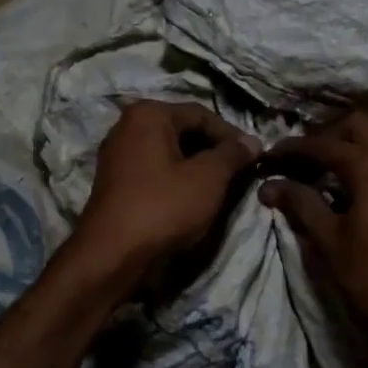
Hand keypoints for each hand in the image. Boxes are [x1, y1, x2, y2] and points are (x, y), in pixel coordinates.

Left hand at [74, 101, 260, 277]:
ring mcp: (117, 155)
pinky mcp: (115, 182)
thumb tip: (253, 142)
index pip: (201, 114)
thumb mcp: (208, 178)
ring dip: (196, 166)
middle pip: (183, 130)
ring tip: (220, 187)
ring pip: (169, 152)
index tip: (254, 157)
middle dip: (213, 150)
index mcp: (148, 114)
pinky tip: (192, 199)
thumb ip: (232, 154)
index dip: (231, 135)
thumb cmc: (164, 206)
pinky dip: (176, 179)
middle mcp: (127, 126)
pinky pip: (154, 170)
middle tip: (239, 173)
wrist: (113, 253)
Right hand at [259, 112, 367, 359]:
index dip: (293, 148)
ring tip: (327, 175)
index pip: (324, 144)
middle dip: (327, 136)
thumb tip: (269, 185)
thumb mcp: (330, 240)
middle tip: (303, 162)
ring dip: (353, 147)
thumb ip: (300, 204)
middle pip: (358, 125)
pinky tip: (357, 190)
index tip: (269, 157)